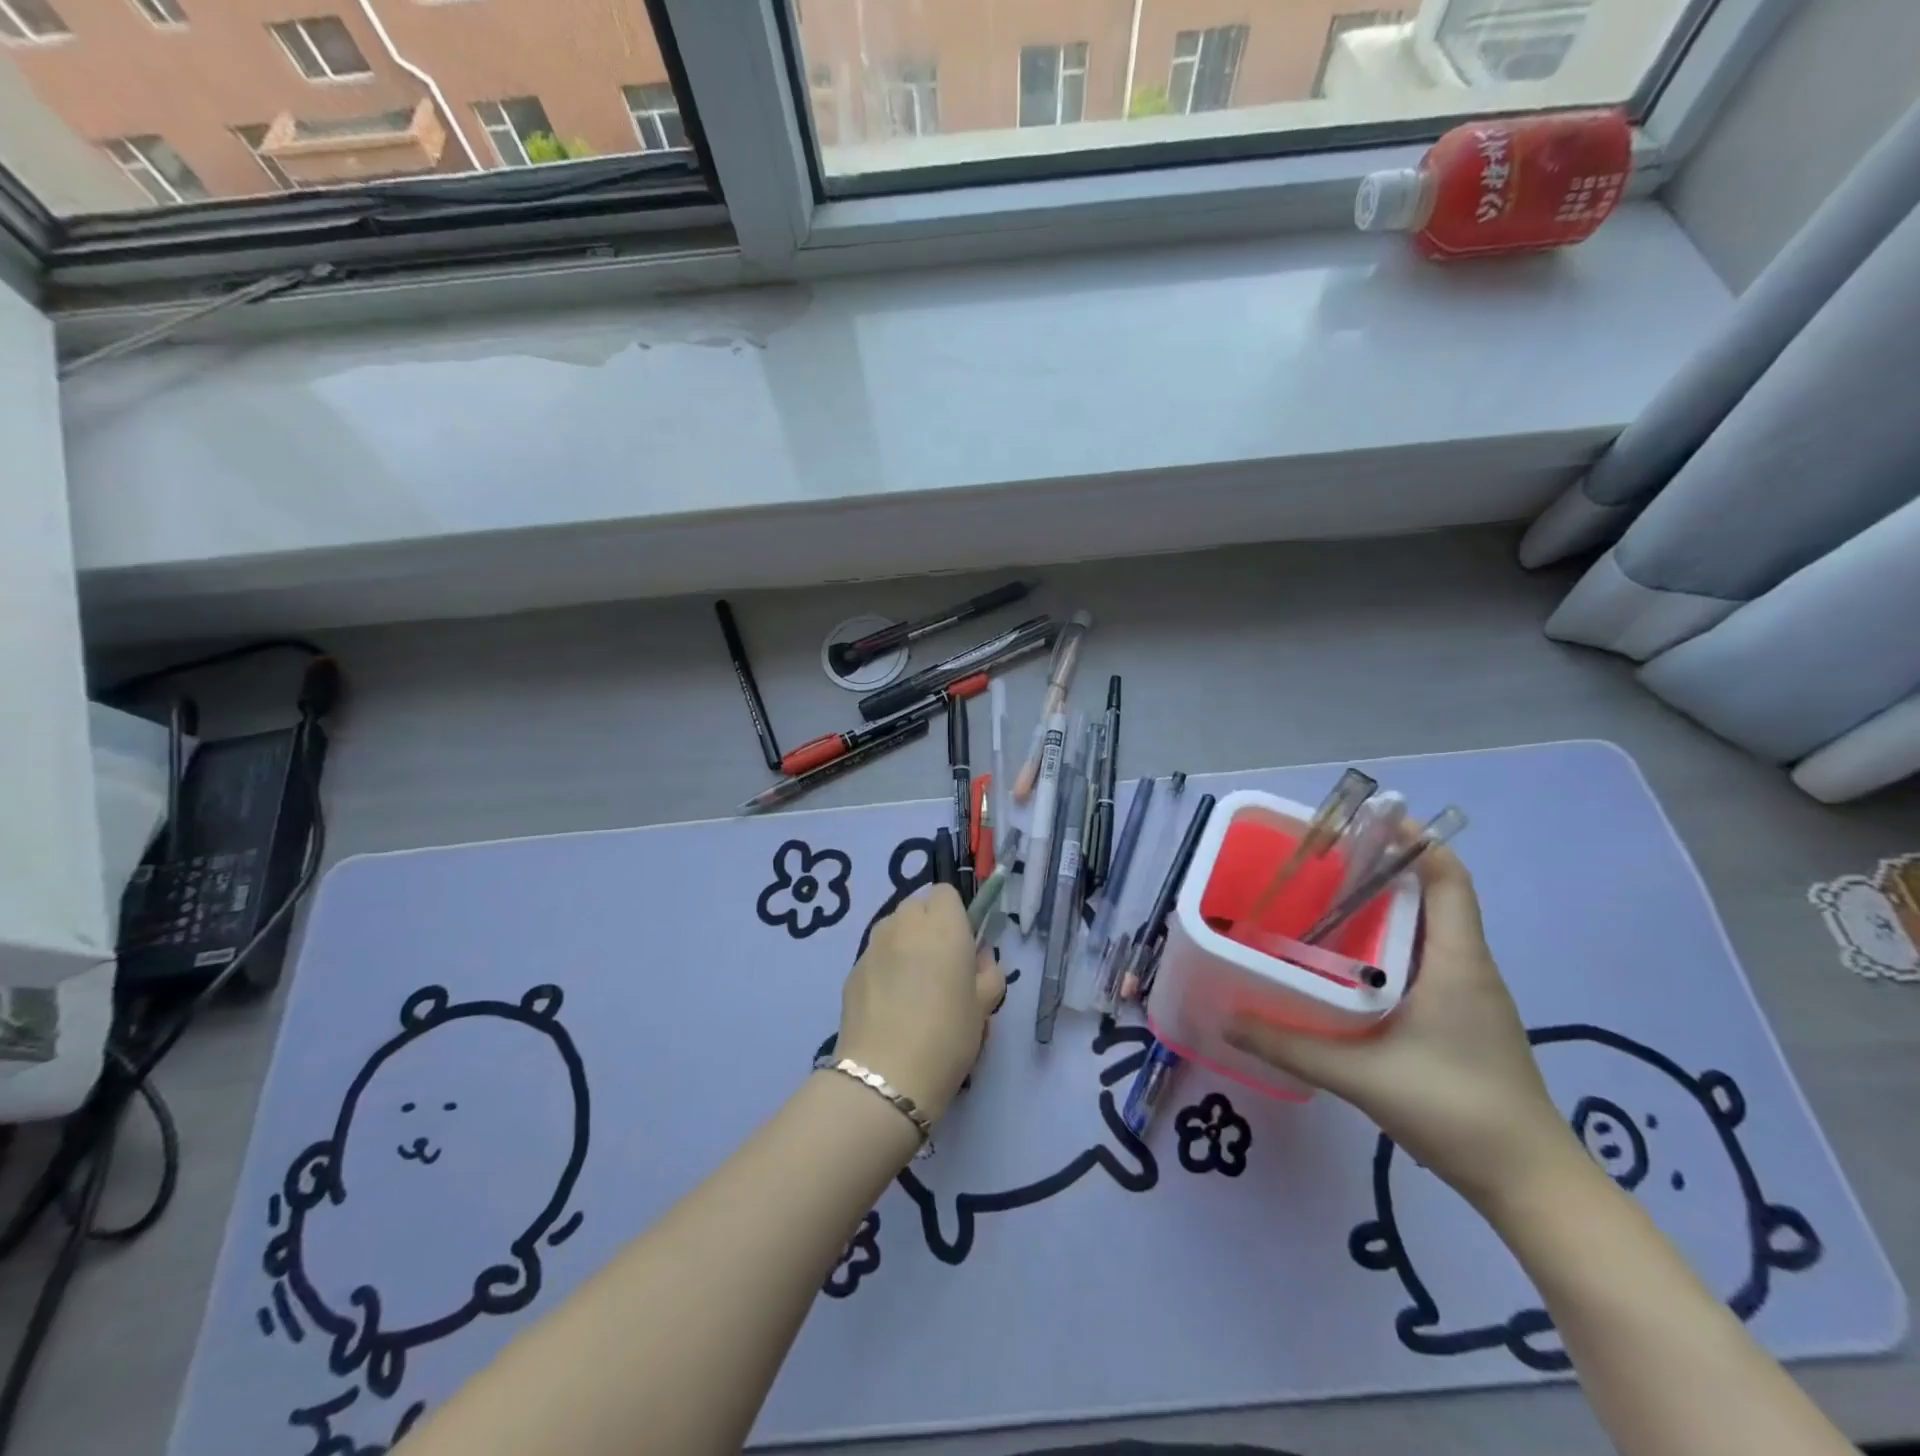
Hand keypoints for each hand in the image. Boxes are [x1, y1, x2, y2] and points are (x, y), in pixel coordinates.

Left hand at [834, 886, 1004, 1124]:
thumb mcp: (984, 1006)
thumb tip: (978, 959)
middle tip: (942, 965)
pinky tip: (891, 1004)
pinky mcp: (852, 970)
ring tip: (914, 985)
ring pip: (894, 927)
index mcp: (942, 924)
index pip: (946, 892)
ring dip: (906, 942)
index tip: (963, 945)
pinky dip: (886, 966)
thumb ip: (988, 972)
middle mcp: (904, 923)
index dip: (956, 914)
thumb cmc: (947, 1035)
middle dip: (930, 924)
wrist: (885, 1077)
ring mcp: (873, 945)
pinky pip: (876, 954)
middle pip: (918, 905)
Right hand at [1224, 844, 1576, 1209]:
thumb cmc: (1456, 1112)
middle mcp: (1467, 967)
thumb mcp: (1361, 1077)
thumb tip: (1226, 1017)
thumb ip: (1289, 1045)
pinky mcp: (1463, 1018)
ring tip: (1324, 900)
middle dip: (1383, 869)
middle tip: (1322, 860)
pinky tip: (1347, 961)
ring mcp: (1469, 994)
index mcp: (1456, 963)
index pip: (1448, 879)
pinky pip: (1424, 959)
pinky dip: (1389, 943)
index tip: (1369, 819)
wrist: (1531, 1184)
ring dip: (1385, 907)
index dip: (1416, 841)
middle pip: (1433, 896)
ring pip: (1427, 929)